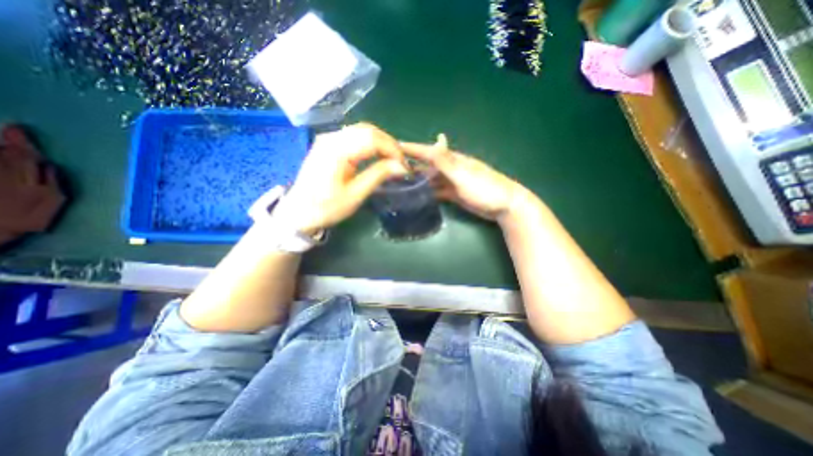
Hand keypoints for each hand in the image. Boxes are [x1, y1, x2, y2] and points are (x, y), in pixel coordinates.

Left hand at [277, 123, 408, 234]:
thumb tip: (402, 166)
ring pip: (362, 130)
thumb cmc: (327, 207)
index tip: (405, 165)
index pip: (372, 139)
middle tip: (401, 162)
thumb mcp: (355, 195)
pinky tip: (377, 154)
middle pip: (368, 130)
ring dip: (381, 142)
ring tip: (392, 159)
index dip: (393, 150)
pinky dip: (370, 143)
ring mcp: (328, 138)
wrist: (299, 211)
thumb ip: (378, 175)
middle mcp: (331, 138)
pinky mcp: (328, 143)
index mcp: (337, 151)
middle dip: (389, 144)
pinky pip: (354, 135)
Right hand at [401, 134, 526, 220]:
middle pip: (428, 165)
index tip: (394, 145)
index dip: (412, 148)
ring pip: (431, 179)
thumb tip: (435, 140)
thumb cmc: (484, 188)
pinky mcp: (455, 194)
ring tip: (401, 183)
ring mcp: (453, 182)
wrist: (504, 205)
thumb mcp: (463, 175)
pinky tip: (418, 195)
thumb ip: (447, 161)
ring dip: (418, 180)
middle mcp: (451, 168)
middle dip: (412, 164)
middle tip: (392, 168)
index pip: (428, 151)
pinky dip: (428, 192)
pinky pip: (438, 191)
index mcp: (453, 160)